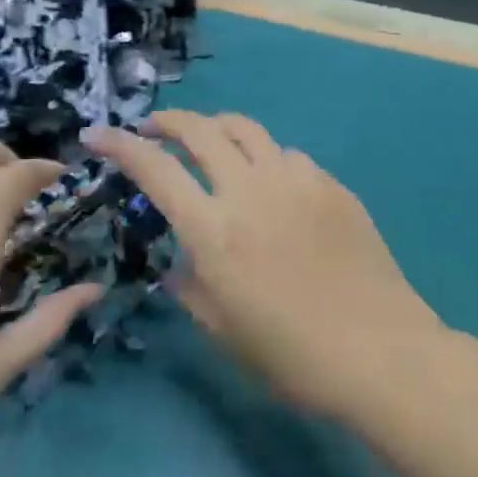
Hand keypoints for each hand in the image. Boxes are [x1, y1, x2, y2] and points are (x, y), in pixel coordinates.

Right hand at [83, 112, 448, 422]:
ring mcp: (297, 181)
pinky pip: (289, 155)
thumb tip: (180, 267)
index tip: (98, 135)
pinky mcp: (332, 184)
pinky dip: (266, 158)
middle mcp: (252, 190)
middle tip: (155, 129)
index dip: (121, 146)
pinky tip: (271, 184)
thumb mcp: (225, 332)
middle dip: (169, 121)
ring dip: (218, 129)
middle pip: (202, 131)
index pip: (156, 170)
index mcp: (215, 231)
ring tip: (210, 144)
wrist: (379, 350)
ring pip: (248, 129)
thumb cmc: (293, 355)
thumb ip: (192, 289)